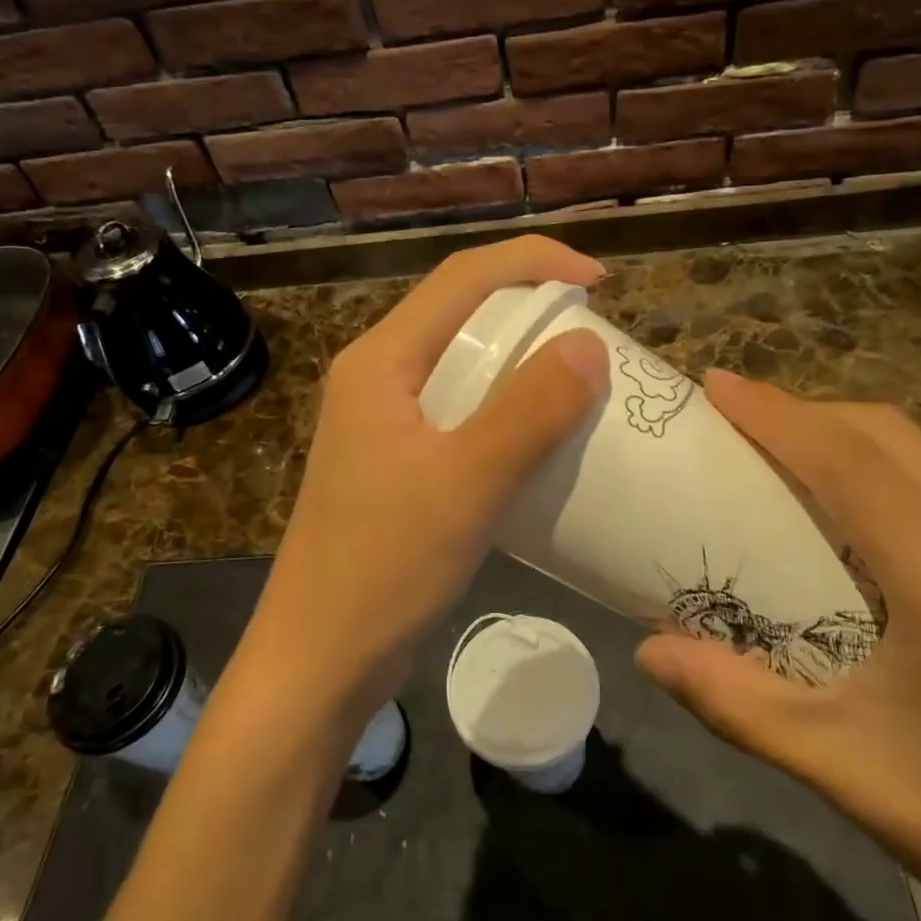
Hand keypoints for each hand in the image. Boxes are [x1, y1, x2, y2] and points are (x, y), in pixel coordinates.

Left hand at [243, 236, 610, 725]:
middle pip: (461, 311)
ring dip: (521, 356)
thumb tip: (588, 345)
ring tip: (579, 375)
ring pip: (462, 361)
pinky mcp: (396, 461)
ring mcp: (384, 421)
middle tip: (595, 330)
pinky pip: (460, 409)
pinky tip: (541, 433)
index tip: (600, 282)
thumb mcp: (467, 484)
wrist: (320, 659)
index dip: (534, 261)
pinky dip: (506, 404)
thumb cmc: (384, 568)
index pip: (462, 277)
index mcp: (382, 360)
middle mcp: (378, 376)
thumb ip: (529, 411)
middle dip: (530, 305)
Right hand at [636, 373, 920, 920]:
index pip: (850, 463)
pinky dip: (868, 465)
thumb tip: (647, 648)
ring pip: (914, 453)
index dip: (777, 414)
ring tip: (770, 447)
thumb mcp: (843, 768)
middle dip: (802, 410)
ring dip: (836, 432)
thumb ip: (737, 703)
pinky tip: (833, 507)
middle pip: (886, 435)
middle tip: (731, 417)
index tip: (715, 385)